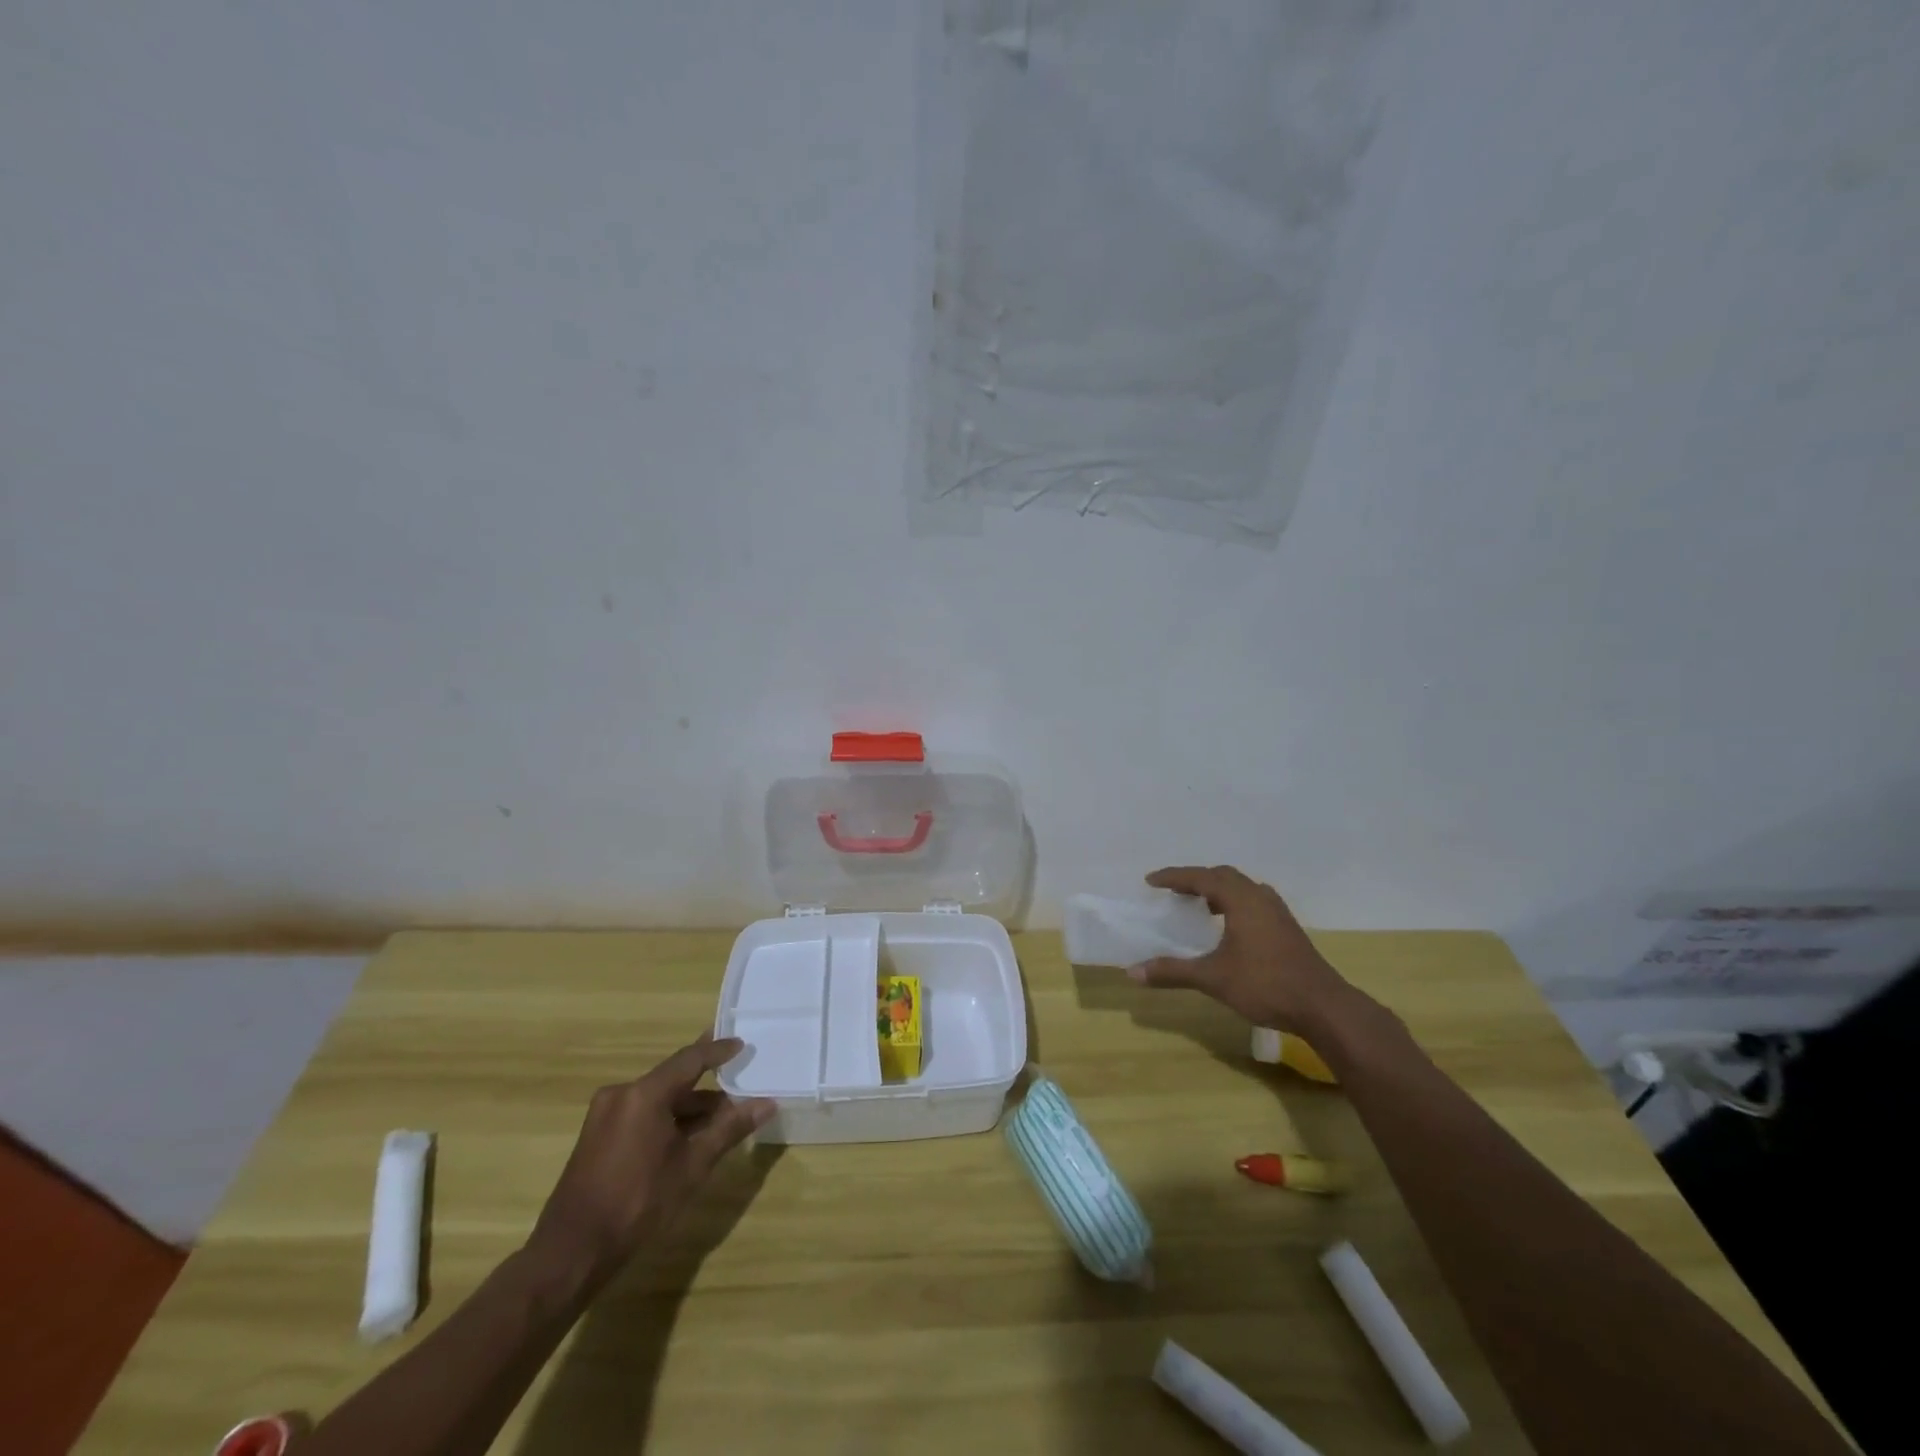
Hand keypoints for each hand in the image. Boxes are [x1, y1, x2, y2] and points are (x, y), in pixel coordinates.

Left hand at [527, 1032, 774, 1286]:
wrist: (572, 1252)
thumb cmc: (638, 1203)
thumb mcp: (692, 1166)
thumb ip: (730, 1129)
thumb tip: (767, 1104)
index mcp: (644, 1094)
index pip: (690, 1059)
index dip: (718, 1051)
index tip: (741, 1045)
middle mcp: (622, 1094)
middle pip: (674, 1080)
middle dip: (707, 1089)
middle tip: (738, 1091)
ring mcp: (605, 1114)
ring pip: (658, 1100)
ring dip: (687, 1109)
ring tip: (720, 1123)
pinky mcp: (596, 1135)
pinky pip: (641, 1114)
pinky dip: (666, 1120)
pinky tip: (686, 1139)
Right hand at [1126, 865, 1359, 1036]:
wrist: (1323, 1007)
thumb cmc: (1265, 985)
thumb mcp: (1213, 978)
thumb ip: (1173, 971)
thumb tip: (1132, 972)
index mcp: (1241, 900)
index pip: (1201, 877)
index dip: (1174, 877)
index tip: (1150, 881)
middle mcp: (1260, 897)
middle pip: (1223, 876)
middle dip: (1196, 880)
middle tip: (1173, 891)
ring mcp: (1278, 912)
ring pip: (1242, 888)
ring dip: (1218, 890)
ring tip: (1199, 906)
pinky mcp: (1287, 928)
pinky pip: (1254, 902)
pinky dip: (1234, 903)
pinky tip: (1229, 927)